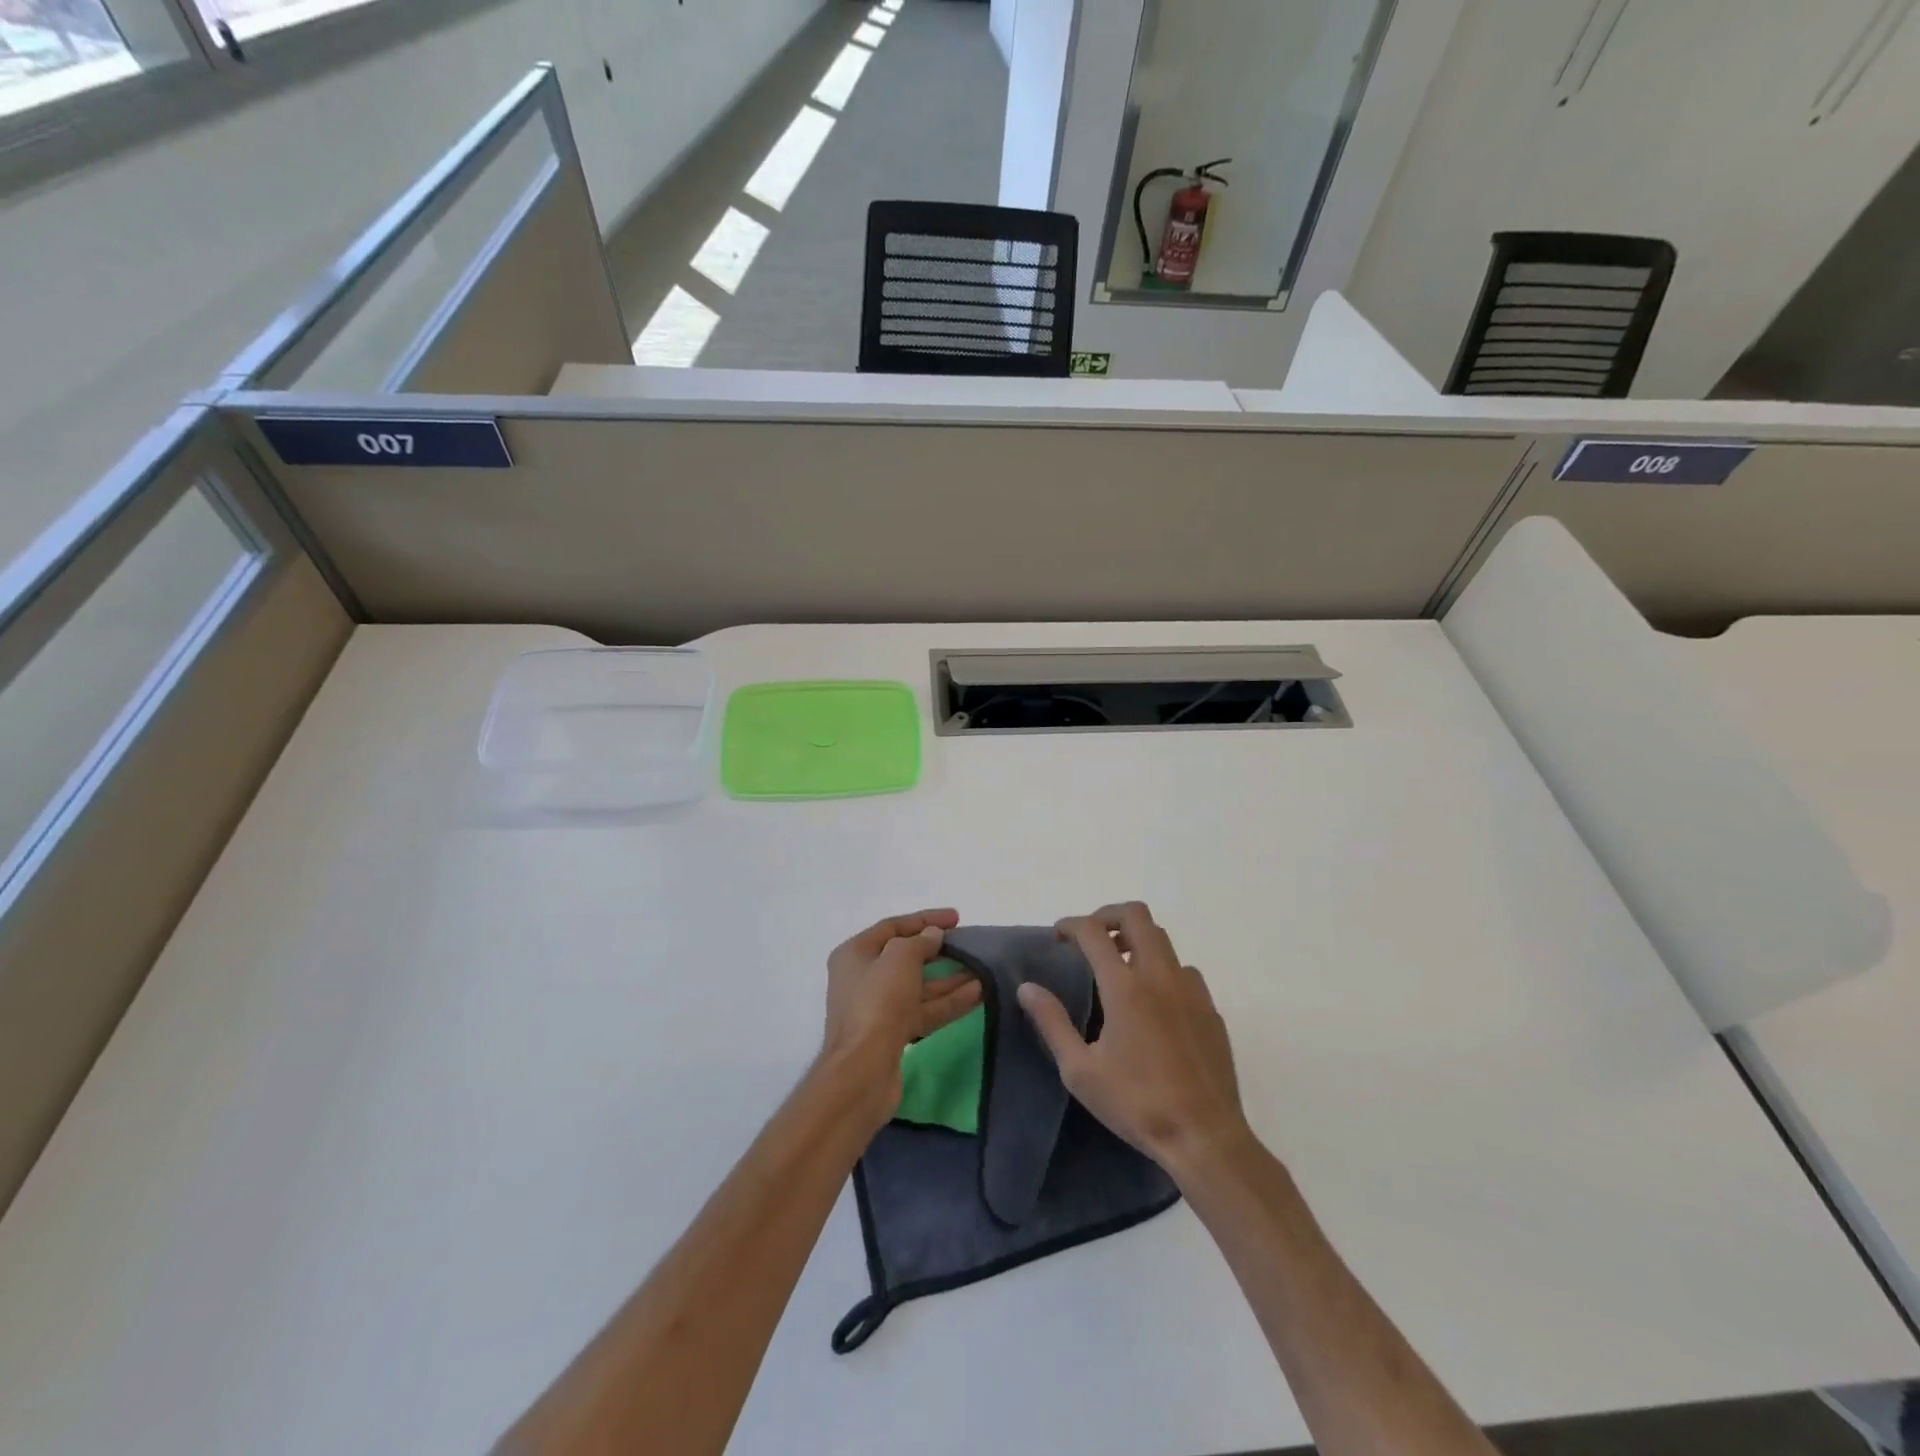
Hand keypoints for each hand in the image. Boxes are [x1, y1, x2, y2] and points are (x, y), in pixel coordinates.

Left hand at [820, 908, 980, 1130]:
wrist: (862, 1071)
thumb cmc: (877, 1003)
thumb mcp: (900, 958)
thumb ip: (919, 942)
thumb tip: (933, 936)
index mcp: (855, 954)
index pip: (892, 926)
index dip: (925, 919)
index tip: (957, 918)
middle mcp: (863, 978)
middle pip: (906, 957)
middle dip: (939, 950)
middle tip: (969, 944)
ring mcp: (879, 1008)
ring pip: (920, 986)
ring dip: (951, 978)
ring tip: (983, 969)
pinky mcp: (894, 1034)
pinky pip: (925, 1010)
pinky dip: (949, 1001)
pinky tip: (978, 993)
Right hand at [1019, 902, 1249, 1177]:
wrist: (1204, 1136)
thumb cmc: (1136, 1103)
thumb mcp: (1080, 1070)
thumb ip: (1052, 1022)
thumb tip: (1027, 988)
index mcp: (1125, 987)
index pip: (1094, 931)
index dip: (1071, 925)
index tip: (1058, 936)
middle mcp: (1160, 976)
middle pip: (1137, 915)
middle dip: (1108, 915)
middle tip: (1090, 938)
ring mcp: (1191, 989)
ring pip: (1163, 939)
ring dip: (1137, 940)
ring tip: (1119, 966)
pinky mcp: (1210, 1009)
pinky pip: (1184, 970)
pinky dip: (1162, 969)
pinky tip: (1153, 1001)